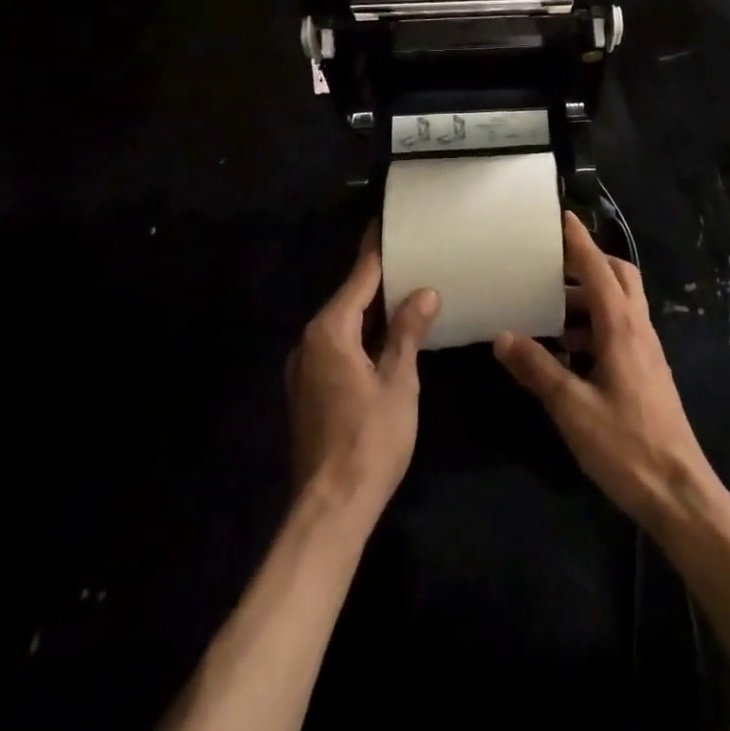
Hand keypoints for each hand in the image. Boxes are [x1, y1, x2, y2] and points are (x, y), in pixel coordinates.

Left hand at [287, 226, 439, 524]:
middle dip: (378, 279)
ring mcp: (304, 368)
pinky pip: (337, 345)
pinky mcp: (308, 390)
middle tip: (412, 255)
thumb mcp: (398, 381)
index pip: (359, 277)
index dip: (377, 250)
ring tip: (406, 291)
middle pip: (348, 298)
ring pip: (342, 324)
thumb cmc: (370, 439)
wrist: (330, 508)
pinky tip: (387, 336)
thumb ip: (408, 332)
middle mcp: (310, 341)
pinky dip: (361, 333)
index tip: (388, 222)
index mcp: (330, 331)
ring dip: (371, 309)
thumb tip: (425, 291)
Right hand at [495, 212, 722, 533]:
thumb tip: (503, 336)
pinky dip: (596, 324)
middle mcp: (638, 329)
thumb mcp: (572, 408)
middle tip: (554, 264)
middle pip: (620, 278)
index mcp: (622, 328)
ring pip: (622, 304)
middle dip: (590, 263)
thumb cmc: (626, 445)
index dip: (580, 242)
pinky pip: (621, 329)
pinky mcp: (647, 372)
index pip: (600, 270)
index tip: (564, 216)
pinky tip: (569, 350)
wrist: (679, 492)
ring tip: (551, 308)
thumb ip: (538, 369)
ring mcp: (647, 351)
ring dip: (591, 297)